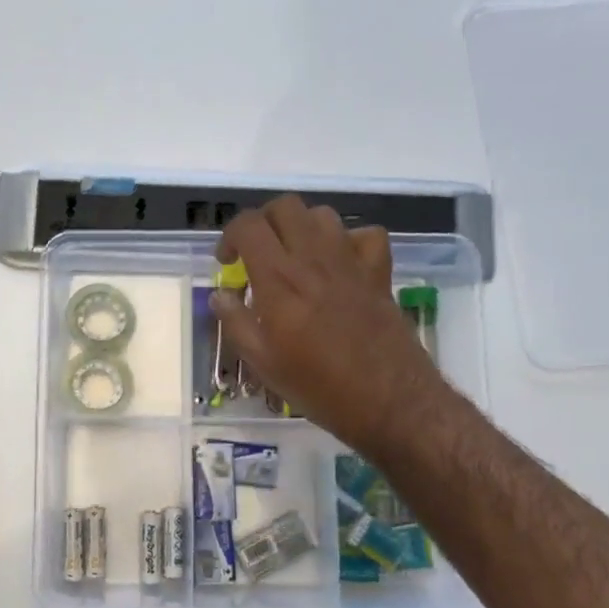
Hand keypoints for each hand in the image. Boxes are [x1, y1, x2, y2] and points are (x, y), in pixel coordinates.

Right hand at [213, 197, 448, 457]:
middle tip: (257, 252)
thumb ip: (236, 322)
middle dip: (263, 221)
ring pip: (322, 215)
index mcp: (279, 278)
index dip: (229, 236)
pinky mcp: (379, 273)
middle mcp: (314, 258)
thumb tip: (220, 295)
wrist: (388, 401)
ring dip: (301, 227)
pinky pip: (365, 235)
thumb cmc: (318, 386)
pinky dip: (348, 241)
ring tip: (294, 257)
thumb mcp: (263, 363)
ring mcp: (351, 262)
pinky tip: (339, 265)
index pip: (248, 225)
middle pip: (285, 207)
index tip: (228, 263)